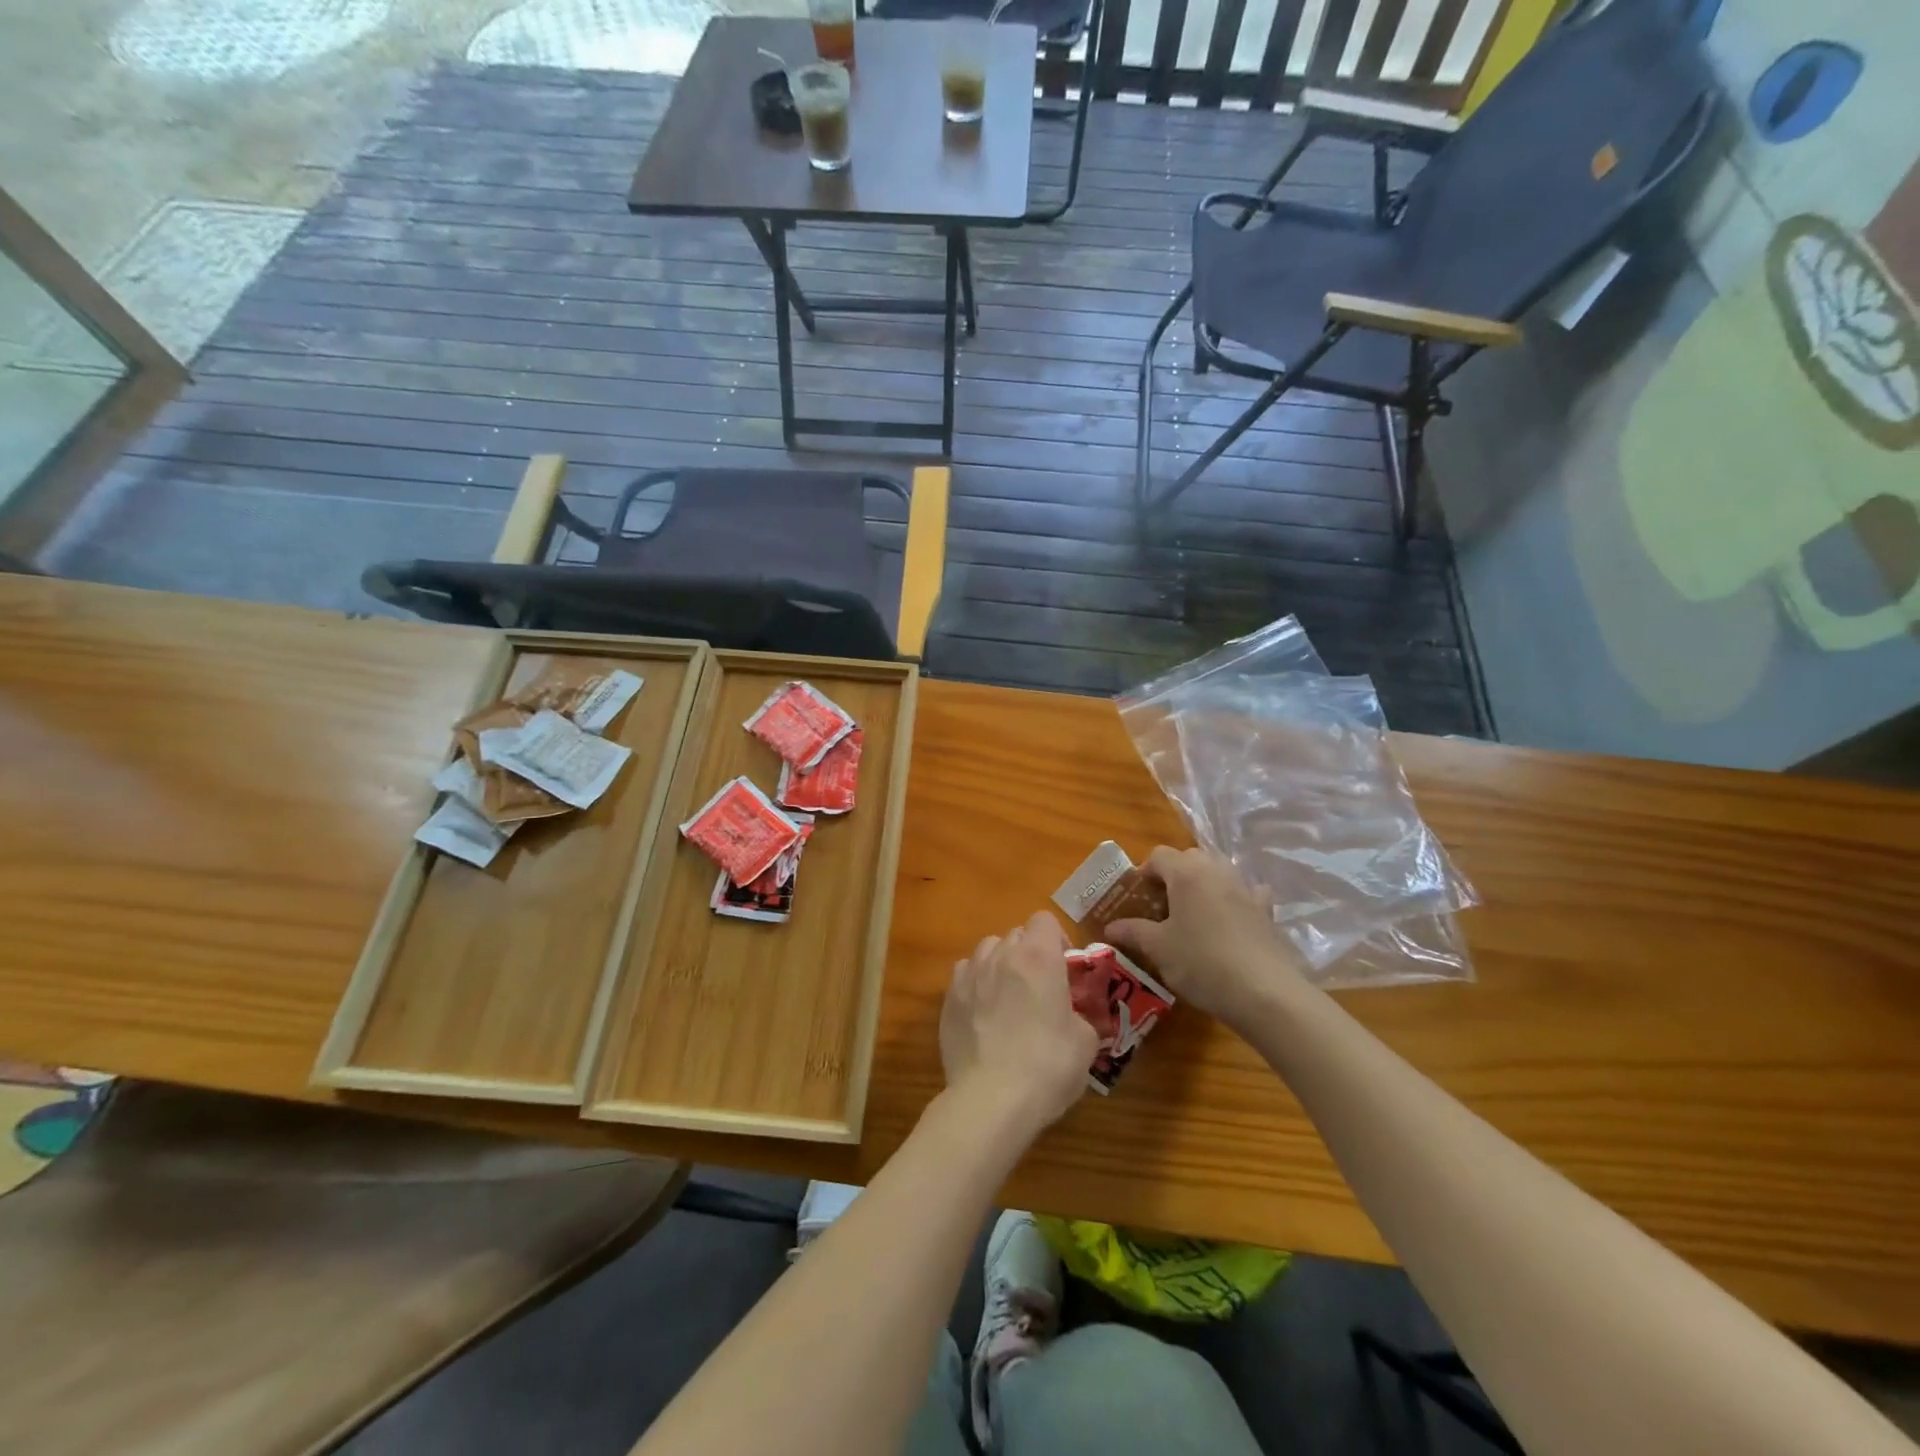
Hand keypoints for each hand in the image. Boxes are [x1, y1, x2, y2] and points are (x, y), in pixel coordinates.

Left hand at [940, 911, 1097, 1134]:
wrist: (991, 1099)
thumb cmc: (1048, 1066)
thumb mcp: (1085, 1042)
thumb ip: (1079, 1014)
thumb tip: (1072, 1016)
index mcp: (1038, 956)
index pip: (1044, 920)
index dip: (1057, 940)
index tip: (1064, 969)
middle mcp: (1000, 955)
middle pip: (1016, 934)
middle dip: (1029, 953)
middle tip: (1040, 988)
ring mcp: (969, 975)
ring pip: (987, 951)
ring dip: (1000, 964)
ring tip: (1008, 998)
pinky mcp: (948, 999)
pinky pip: (965, 976)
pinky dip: (976, 985)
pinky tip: (983, 1015)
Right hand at [1104, 847, 1302, 1030]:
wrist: (1265, 992)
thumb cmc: (1202, 963)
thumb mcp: (1159, 949)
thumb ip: (1133, 932)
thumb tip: (1110, 928)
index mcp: (1186, 873)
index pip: (1158, 855)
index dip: (1144, 873)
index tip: (1137, 899)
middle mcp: (1217, 870)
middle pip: (1190, 858)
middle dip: (1174, 875)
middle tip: (1162, 906)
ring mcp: (1245, 888)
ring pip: (1218, 872)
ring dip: (1203, 884)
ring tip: (1193, 915)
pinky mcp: (1266, 910)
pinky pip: (1246, 892)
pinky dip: (1235, 899)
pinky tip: (1230, 921)